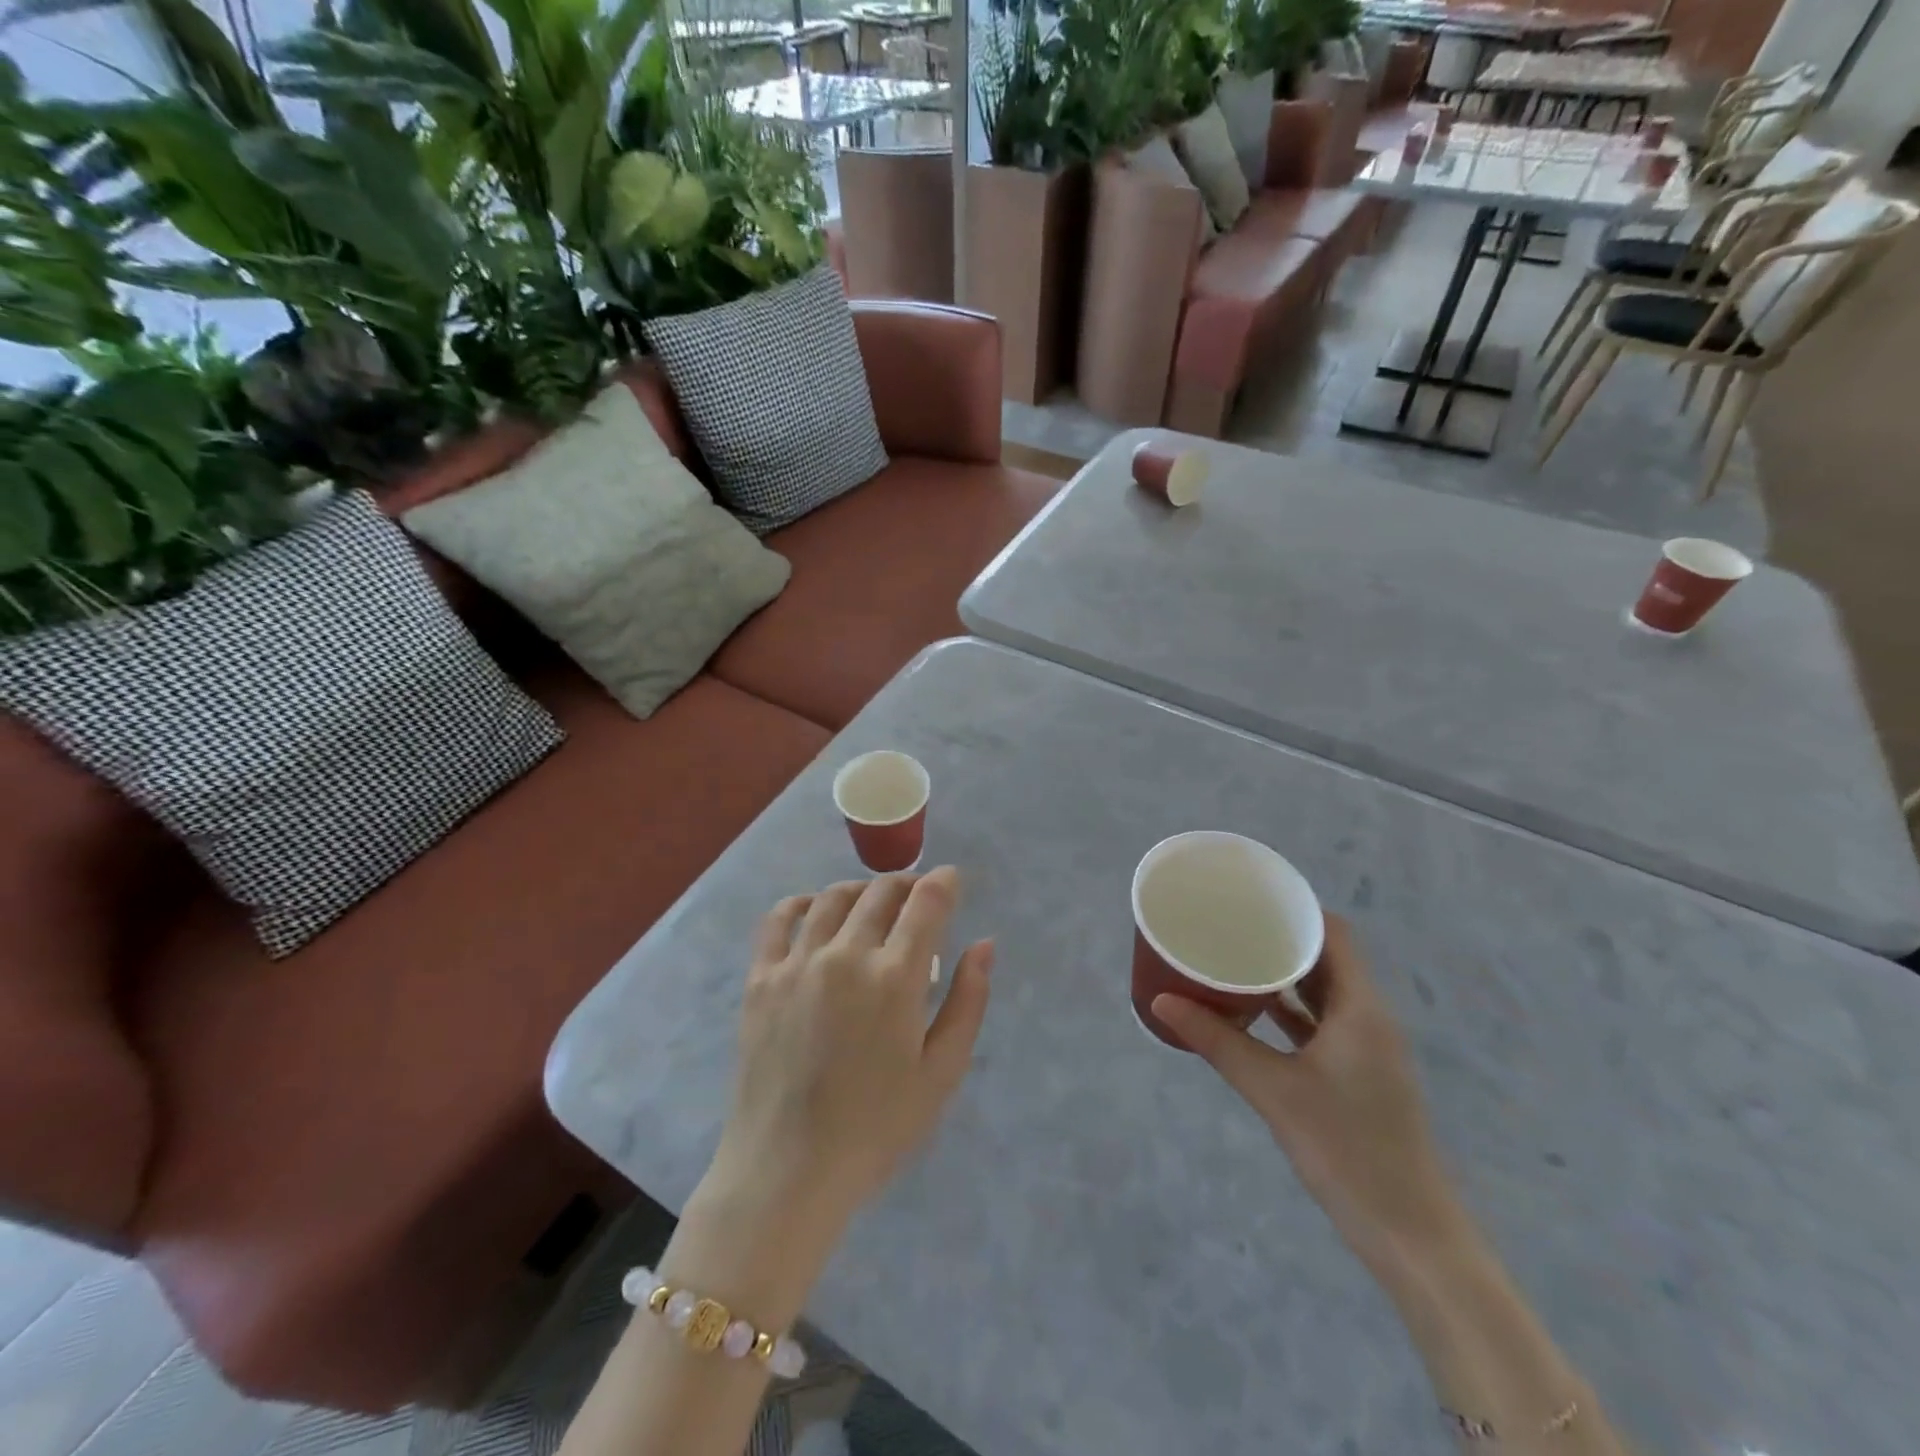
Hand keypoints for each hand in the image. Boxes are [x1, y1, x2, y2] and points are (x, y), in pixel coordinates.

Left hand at [708, 867, 993, 1228]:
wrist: (787, 1171)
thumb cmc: (876, 1128)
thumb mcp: (942, 1072)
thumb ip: (968, 1001)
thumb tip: (984, 944)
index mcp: (895, 978)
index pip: (926, 902)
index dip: (944, 882)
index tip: (952, 880)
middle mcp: (846, 955)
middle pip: (881, 892)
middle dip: (908, 884)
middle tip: (918, 897)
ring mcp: (797, 962)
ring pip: (833, 897)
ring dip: (861, 889)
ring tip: (873, 902)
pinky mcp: (761, 978)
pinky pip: (779, 918)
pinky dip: (803, 902)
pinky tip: (816, 909)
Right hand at [1153, 917, 1464, 1272]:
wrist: (1409, 1233)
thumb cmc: (1346, 1149)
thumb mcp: (1273, 1090)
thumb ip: (1218, 1041)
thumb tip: (1161, 1000)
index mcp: (1361, 1008)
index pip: (1334, 934)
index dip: (1297, 909)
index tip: (1251, 897)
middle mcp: (1369, 1018)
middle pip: (1328, 958)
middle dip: (1281, 938)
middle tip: (1230, 924)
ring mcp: (1367, 1048)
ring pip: (1324, 992)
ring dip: (1285, 974)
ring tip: (1234, 956)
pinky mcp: (1359, 1074)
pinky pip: (1322, 1023)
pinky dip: (1290, 1010)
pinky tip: (1253, 1011)